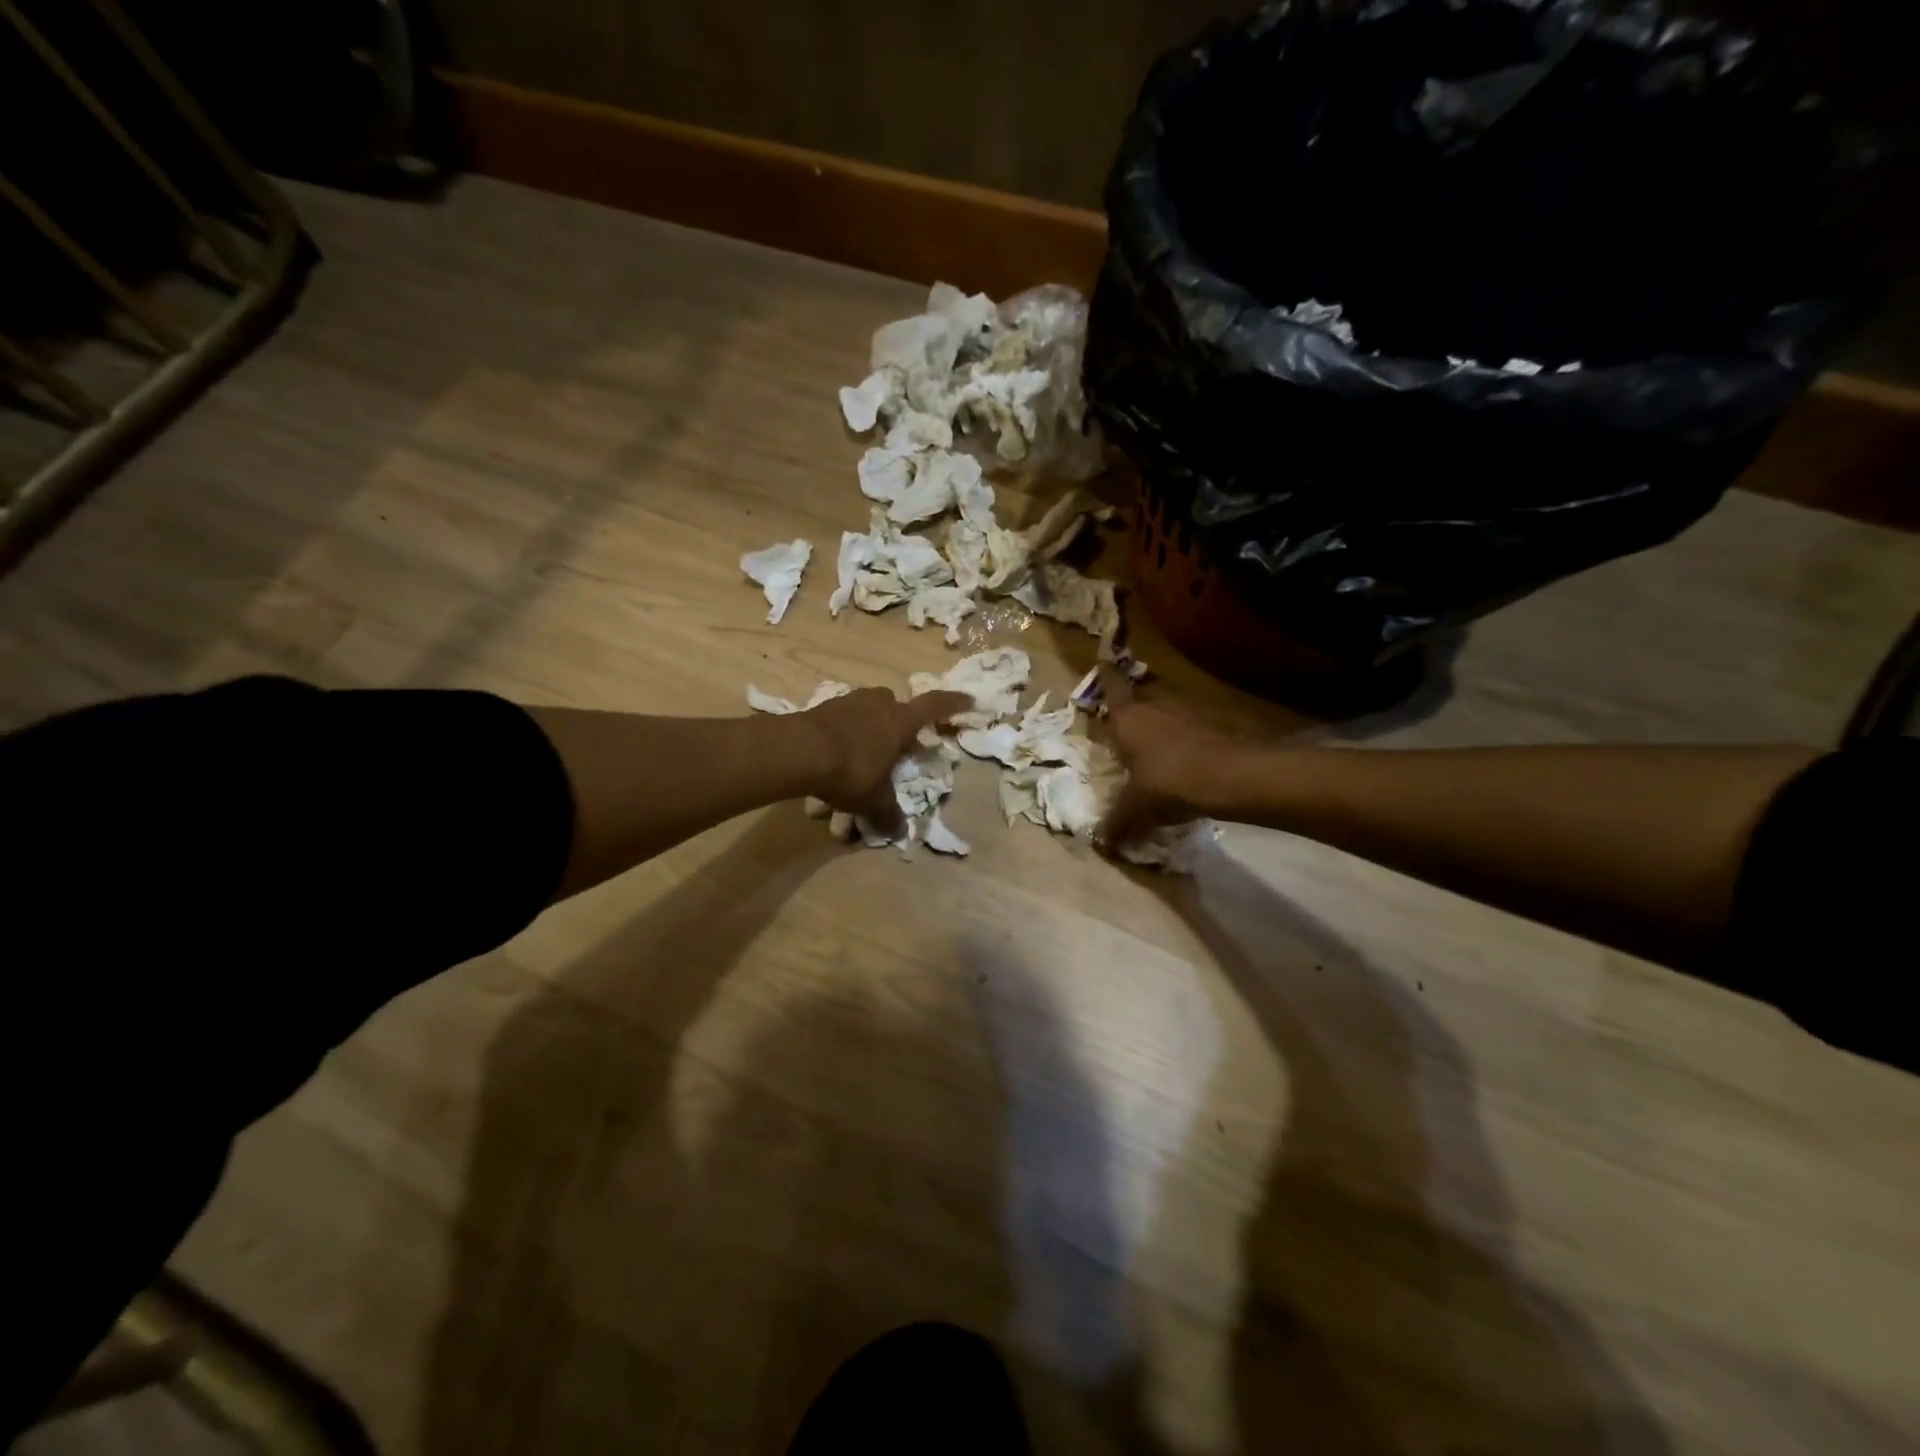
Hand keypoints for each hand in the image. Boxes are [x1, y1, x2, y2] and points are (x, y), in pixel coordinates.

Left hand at [802, 687, 972, 838]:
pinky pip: (843, 715)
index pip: (934, 706)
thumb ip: (888, 814)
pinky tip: (838, 750)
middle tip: (897, 742)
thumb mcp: (873, 799)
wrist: (798, 750)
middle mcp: (878, 704)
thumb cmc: (850, 771)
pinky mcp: (824, 707)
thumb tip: (900, 832)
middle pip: (896, 705)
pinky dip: (846, 729)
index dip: (953, 703)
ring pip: (868, 707)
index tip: (968, 699)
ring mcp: (850, 701)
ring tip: (865, 749)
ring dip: (871, 723)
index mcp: (900, 721)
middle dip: (899, 720)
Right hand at [1096, 669, 1239, 851]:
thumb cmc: (1167, 782)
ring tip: (1156, 758)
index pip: (1112, 687)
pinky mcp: (1212, 724)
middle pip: (1138, 704)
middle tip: (1125, 738)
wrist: (1228, 777)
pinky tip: (1185, 768)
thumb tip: (1101, 843)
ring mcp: (1186, 712)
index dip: (1106, 674)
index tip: (1103, 659)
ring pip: (1165, 717)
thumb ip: (1117, 822)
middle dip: (1132, 718)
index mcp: (1128, 718)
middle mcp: (1154, 706)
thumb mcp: (1136, 808)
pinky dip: (1184, 744)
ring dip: (1160, 732)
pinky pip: (1188, 731)